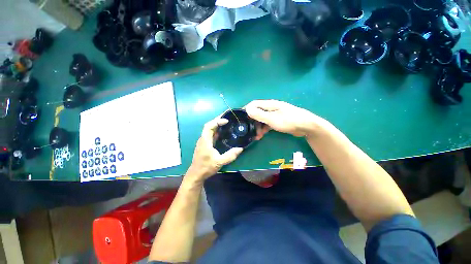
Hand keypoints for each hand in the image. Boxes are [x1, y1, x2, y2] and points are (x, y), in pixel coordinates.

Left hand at [187, 117, 243, 181]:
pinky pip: (210, 134)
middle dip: (217, 120)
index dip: (217, 121)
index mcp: (205, 141)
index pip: (209, 126)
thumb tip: (240, 148)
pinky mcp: (205, 144)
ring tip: (226, 123)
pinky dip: (216, 130)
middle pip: (209, 125)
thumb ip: (230, 155)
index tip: (226, 121)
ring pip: (209, 129)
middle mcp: (203, 139)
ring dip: (217, 125)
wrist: (196, 174)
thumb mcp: (219, 162)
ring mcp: (203, 141)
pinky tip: (223, 132)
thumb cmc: (206, 167)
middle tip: (228, 118)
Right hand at [245, 100, 322, 136]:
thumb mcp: (272, 118)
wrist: (306, 126)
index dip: (247, 110)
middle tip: (250, 131)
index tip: (241, 118)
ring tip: (257, 136)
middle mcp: (271, 108)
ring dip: (258, 127)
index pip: (254, 104)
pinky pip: (267, 124)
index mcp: (269, 104)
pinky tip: (262, 135)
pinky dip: (264, 129)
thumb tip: (247, 109)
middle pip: (257, 113)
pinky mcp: (278, 121)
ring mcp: (275, 115)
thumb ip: (259, 114)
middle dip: (252, 122)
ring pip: (262, 119)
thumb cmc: (288, 120)